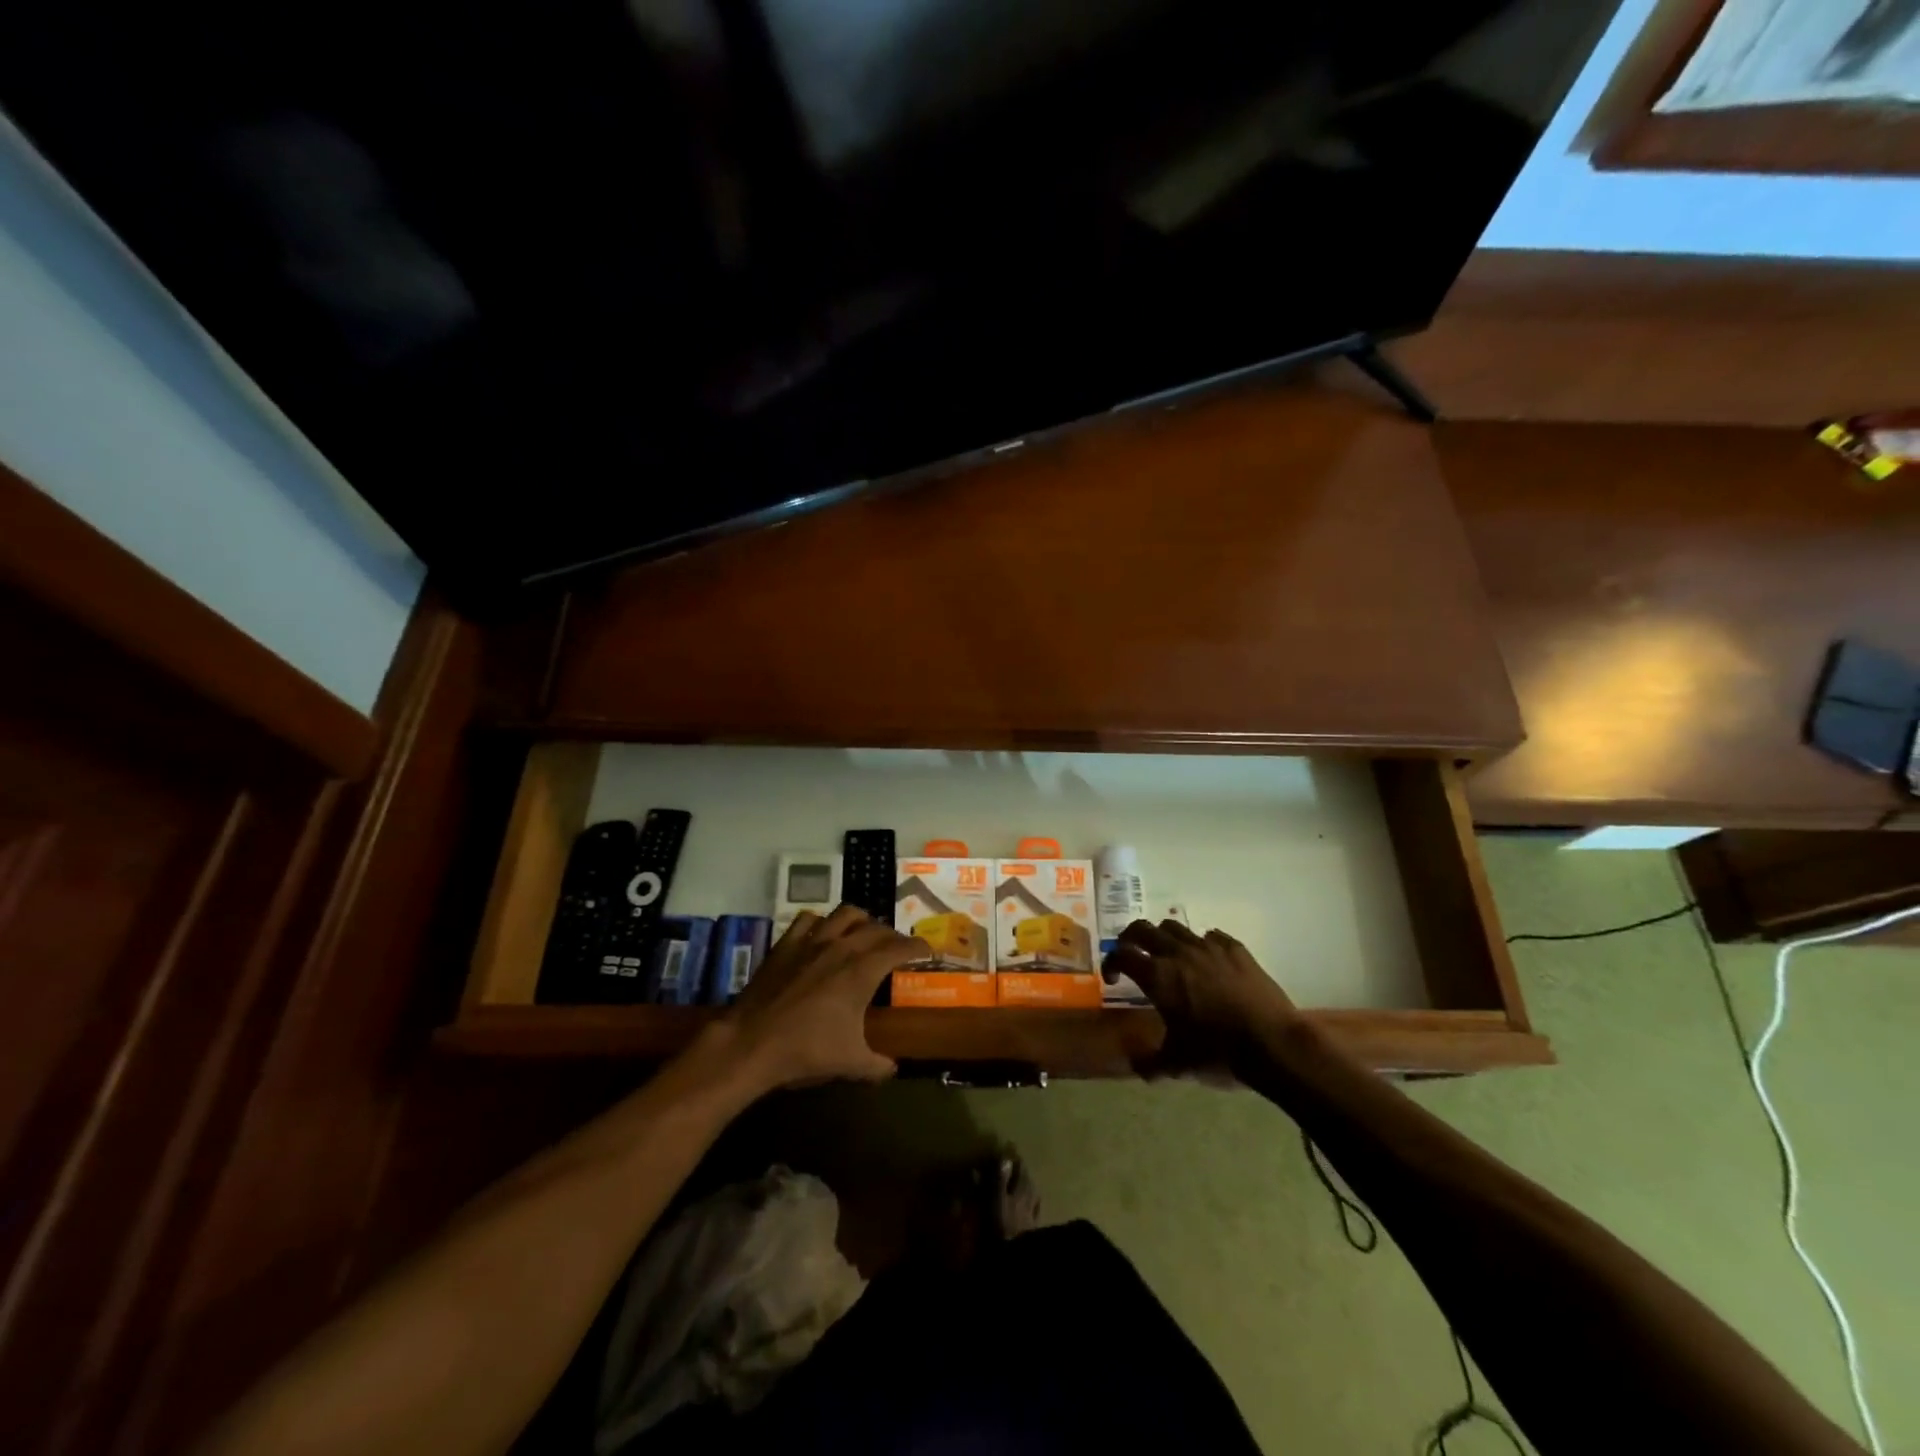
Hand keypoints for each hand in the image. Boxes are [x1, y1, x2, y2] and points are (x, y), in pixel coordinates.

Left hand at [720, 905, 928, 1093]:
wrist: (751, 1043)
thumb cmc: (806, 1050)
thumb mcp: (850, 1063)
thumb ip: (877, 1065)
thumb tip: (893, 1068)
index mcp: (862, 971)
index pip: (900, 948)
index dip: (918, 947)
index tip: (927, 951)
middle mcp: (842, 947)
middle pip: (876, 928)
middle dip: (893, 936)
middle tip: (897, 949)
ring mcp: (812, 941)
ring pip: (845, 914)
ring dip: (861, 920)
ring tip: (864, 932)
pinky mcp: (786, 944)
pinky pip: (809, 919)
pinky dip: (821, 922)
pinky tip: (822, 934)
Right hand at [1103, 920, 1302, 1080]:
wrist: (1272, 1043)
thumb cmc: (1217, 1052)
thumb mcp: (1178, 1064)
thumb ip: (1150, 1063)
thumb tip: (1135, 1066)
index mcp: (1157, 976)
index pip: (1121, 954)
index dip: (1111, 962)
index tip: (1113, 977)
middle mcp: (1178, 953)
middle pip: (1142, 929)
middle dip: (1131, 938)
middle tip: (1132, 955)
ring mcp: (1208, 946)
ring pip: (1175, 926)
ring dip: (1164, 937)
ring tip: (1169, 956)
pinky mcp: (1235, 948)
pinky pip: (1210, 935)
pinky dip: (1201, 943)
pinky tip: (1207, 961)